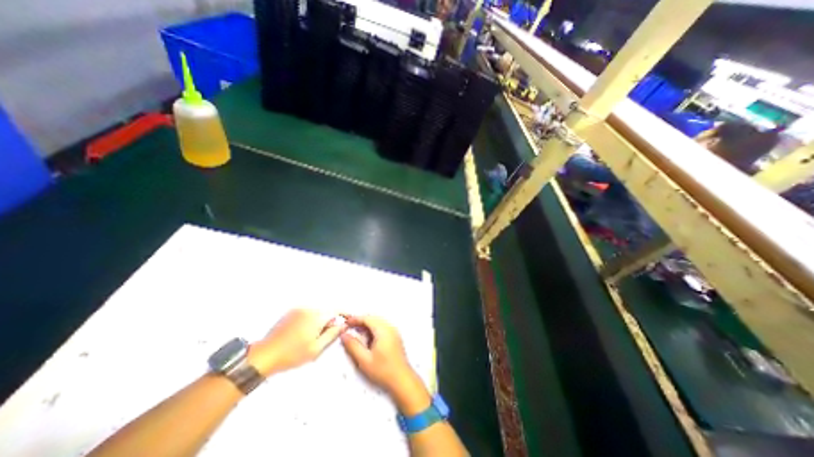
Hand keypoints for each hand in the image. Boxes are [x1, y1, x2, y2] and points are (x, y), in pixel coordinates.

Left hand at [248, 308, 341, 375]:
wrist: (264, 355)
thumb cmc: (292, 354)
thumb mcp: (316, 349)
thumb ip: (332, 334)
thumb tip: (343, 325)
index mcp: (316, 316)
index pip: (336, 310)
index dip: (344, 314)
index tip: (348, 319)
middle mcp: (309, 308)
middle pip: (326, 311)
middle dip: (330, 320)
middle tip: (327, 335)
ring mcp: (299, 309)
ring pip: (317, 312)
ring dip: (320, 320)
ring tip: (313, 336)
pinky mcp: (291, 312)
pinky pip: (307, 312)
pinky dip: (311, 319)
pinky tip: (303, 332)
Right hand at [340, 314, 427, 414]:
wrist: (402, 380)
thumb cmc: (383, 370)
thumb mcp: (364, 360)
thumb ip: (353, 346)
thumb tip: (344, 335)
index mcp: (383, 330)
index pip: (368, 319)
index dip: (356, 319)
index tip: (346, 322)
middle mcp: (390, 328)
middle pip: (373, 318)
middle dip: (361, 321)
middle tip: (350, 327)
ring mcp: (394, 331)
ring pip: (378, 322)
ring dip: (367, 325)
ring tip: (357, 332)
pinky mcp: (395, 337)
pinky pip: (382, 327)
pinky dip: (373, 329)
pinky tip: (368, 338)